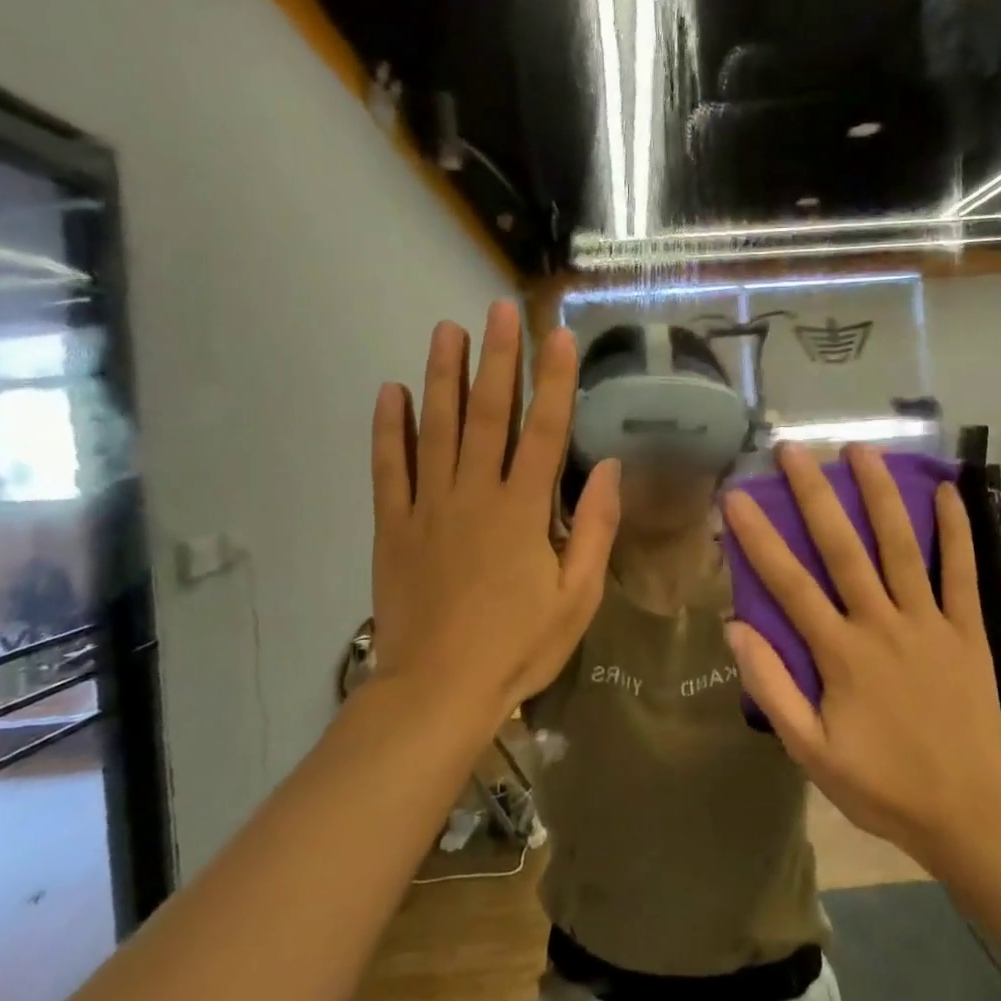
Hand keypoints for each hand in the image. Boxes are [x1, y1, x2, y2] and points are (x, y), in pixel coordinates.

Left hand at [370, 302, 619, 714]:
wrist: (438, 690)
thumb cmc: (518, 646)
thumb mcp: (577, 597)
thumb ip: (594, 529)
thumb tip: (612, 469)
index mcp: (523, 510)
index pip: (545, 430)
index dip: (554, 380)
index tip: (558, 336)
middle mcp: (475, 494)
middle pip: (488, 414)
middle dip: (496, 359)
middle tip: (498, 310)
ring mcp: (428, 507)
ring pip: (435, 428)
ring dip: (442, 375)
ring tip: (445, 330)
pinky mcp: (394, 526)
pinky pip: (389, 468)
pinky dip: (388, 429)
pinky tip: (390, 391)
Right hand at [723, 443, 1000, 871]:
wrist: (969, 812)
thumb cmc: (882, 784)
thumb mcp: (811, 751)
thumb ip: (772, 689)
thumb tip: (735, 627)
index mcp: (841, 654)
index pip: (790, 584)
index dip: (759, 538)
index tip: (735, 496)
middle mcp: (882, 625)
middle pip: (843, 548)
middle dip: (815, 494)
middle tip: (793, 450)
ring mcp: (929, 623)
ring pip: (901, 547)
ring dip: (880, 494)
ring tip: (862, 449)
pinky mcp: (967, 631)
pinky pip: (962, 573)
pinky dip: (956, 531)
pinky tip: (948, 491)